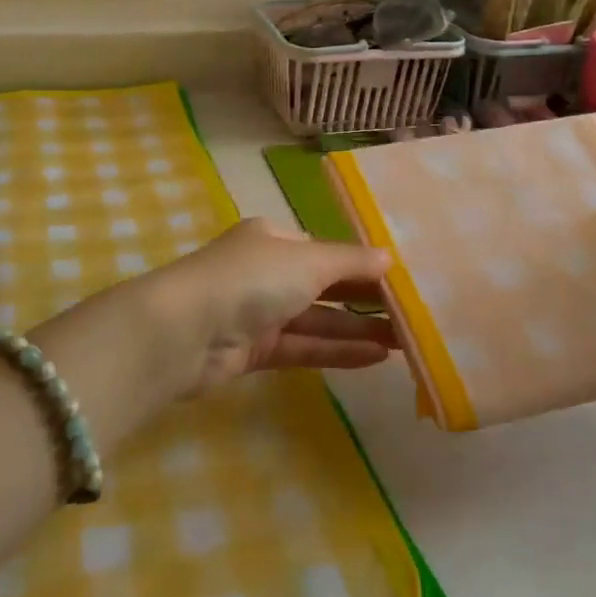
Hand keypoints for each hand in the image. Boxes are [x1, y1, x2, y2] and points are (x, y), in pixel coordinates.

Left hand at [147, 218, 396, 389]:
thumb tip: (389, 258)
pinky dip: (337, 351)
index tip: (401, 281)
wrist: (184, 332)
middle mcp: (265, 272)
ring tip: (405, 341)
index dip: (362, 265)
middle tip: (412, 315)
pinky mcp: (254, 350)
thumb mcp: (308, 261)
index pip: (326, 250)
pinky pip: (303, 348)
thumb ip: (351, 262)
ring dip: (357, 329)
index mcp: (272, 238)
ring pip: (317, 320)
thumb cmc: (250, 279)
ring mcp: (258, 312)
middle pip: (324, 285)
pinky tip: (376, 357)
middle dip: (365, 300)